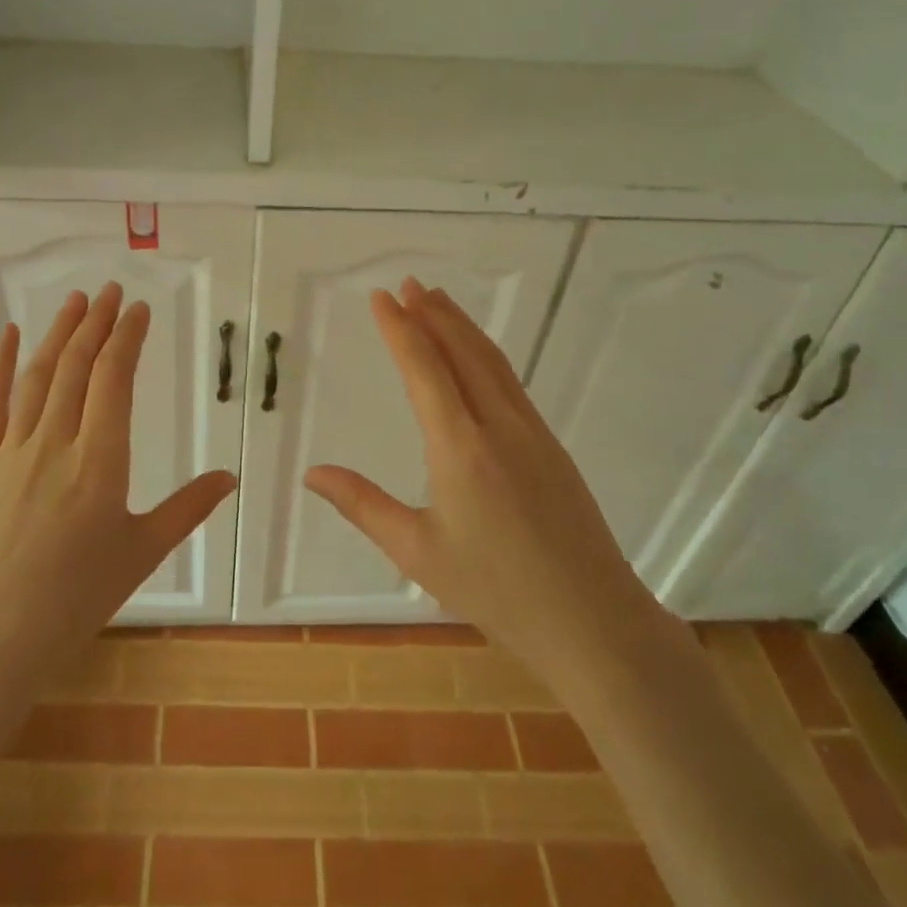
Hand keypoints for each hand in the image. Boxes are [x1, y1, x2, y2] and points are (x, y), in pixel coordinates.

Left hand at [0, 283, 235, 791]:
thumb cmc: (77, 599)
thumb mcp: (142, 552)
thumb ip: (188, 508)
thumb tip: (230, 477)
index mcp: (100, 462)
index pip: (113, 380)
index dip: (127, 338)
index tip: (139, 310)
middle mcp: (56, 444)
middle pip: (77, 367)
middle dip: (97, 323)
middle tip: (111, 291)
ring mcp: (14, 451)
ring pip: (37, 376)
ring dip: (59, 333)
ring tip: (76, 301)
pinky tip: (10, 335)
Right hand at [305, 278, 651, 679]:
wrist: (594, 622)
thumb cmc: (497, 591)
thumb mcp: (418, 551)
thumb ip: (363, 505)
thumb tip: (312, 473)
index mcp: (461, 447)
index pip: (424, 369)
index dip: (400, 328)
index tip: (383, 296)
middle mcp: (499, 426)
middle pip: (463, 352)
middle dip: (434, 314)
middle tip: (409, 284)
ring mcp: (533, 433)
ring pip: (492, 363)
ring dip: (463, 327)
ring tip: (439, 301)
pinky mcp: (552, 448)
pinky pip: (512, 383)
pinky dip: (485, 355)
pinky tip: (478, 359)